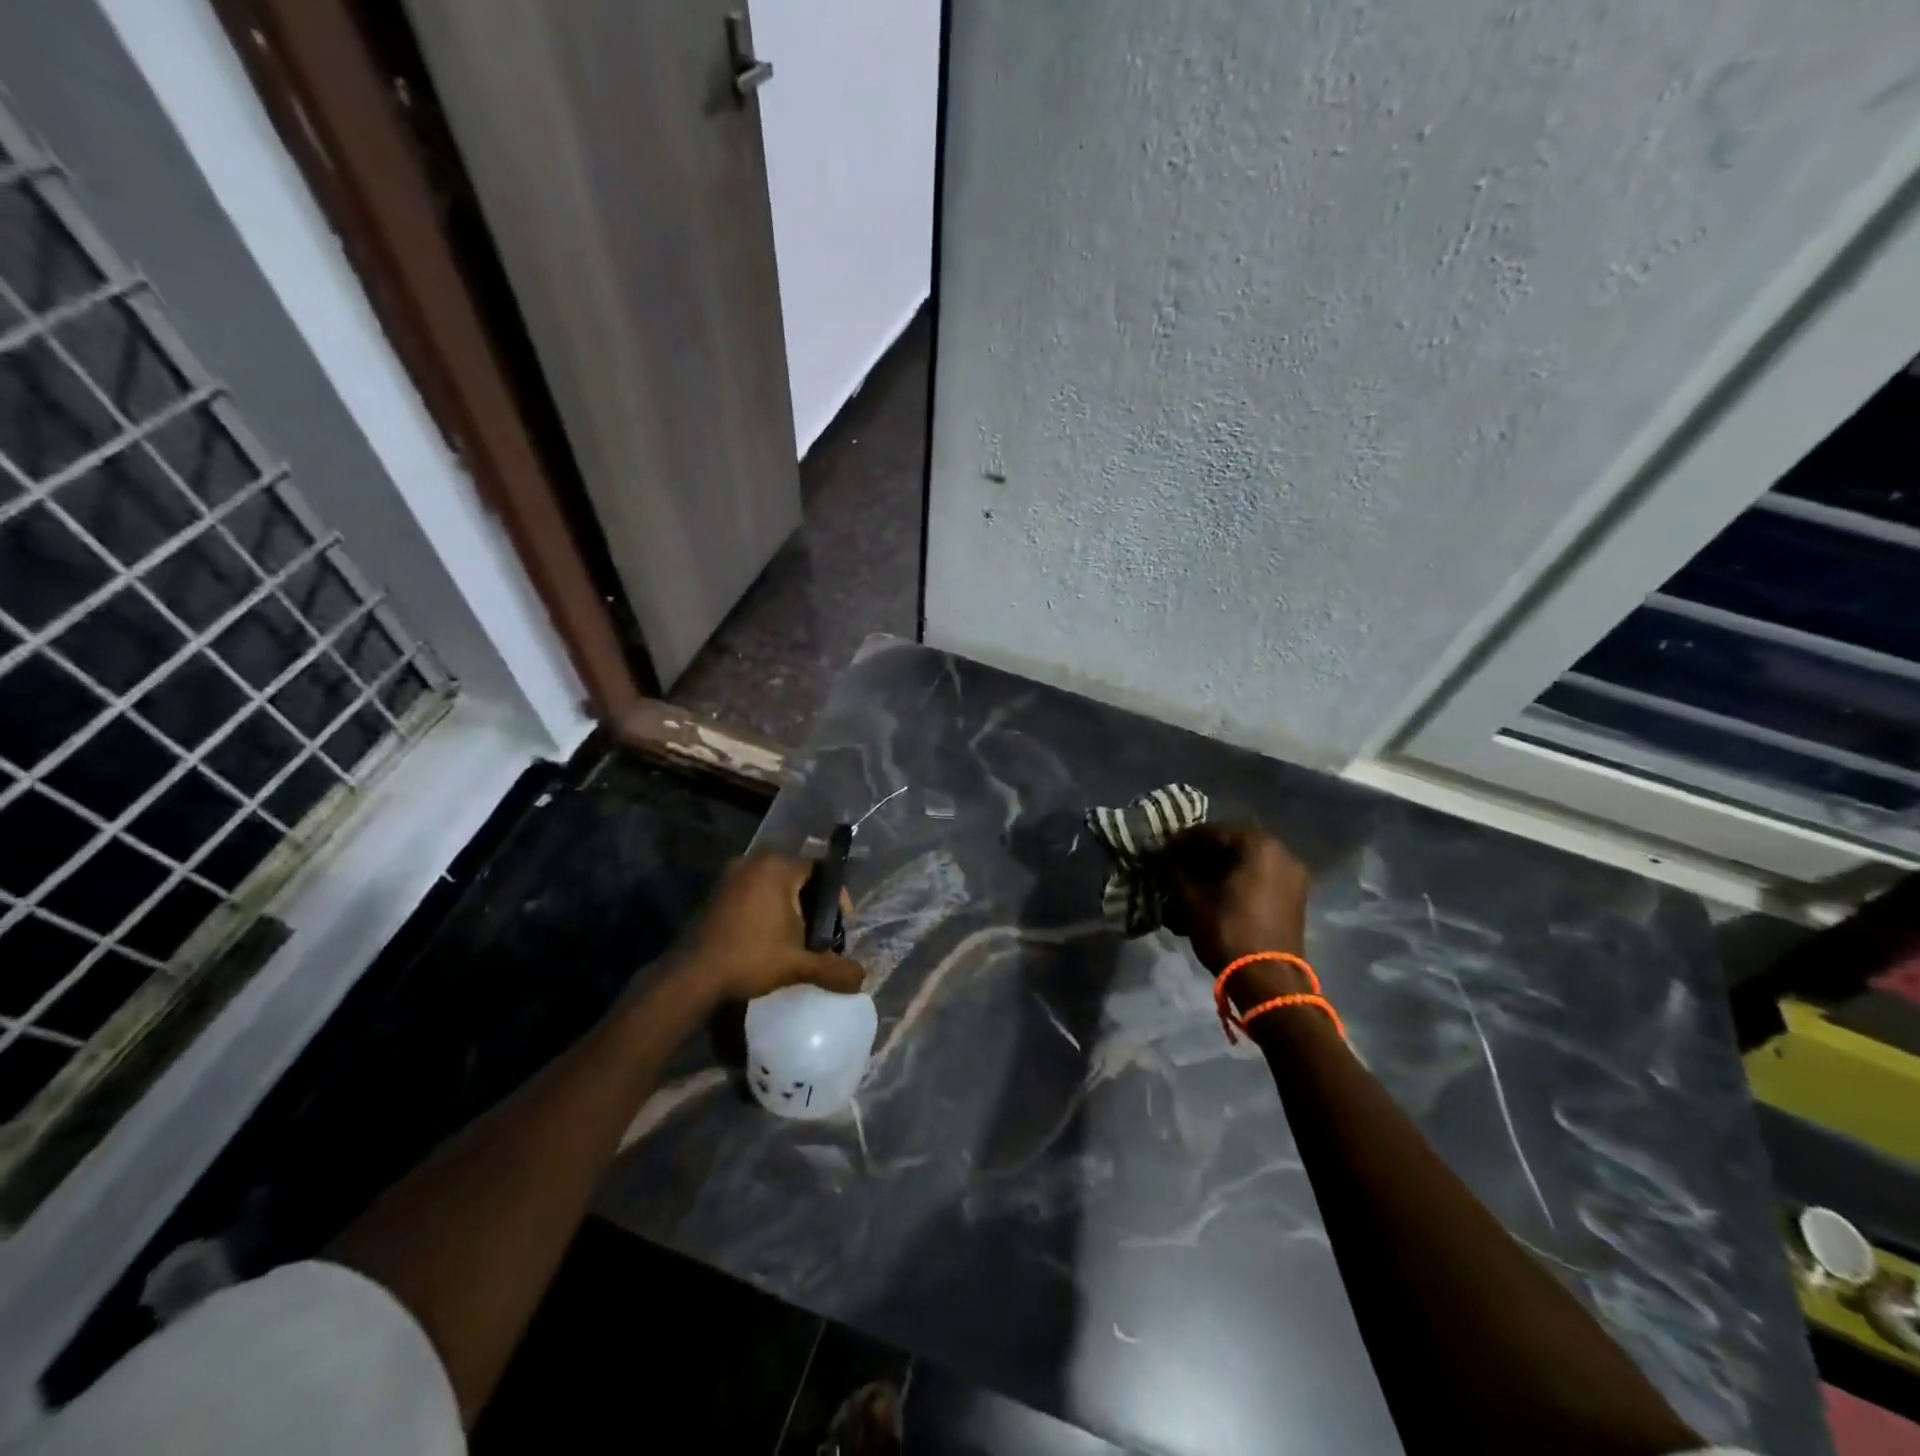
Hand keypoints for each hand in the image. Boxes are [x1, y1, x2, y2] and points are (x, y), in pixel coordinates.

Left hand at [673, 854, 864, 1002]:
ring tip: (797, 941)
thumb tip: (862, 978)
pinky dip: (767, 911)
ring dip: (789, 910)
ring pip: (774, 887)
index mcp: (777, 866)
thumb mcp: (799, 964)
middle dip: (813, 906)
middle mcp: (754, 861)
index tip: (840, 928)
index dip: (836, 900)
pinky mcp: (716, 893)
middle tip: (821, 936)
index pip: (821, 871)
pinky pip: (753, 893)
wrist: (692, 977)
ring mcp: (731, 875)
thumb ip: (835, 968)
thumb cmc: (750, 958)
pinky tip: (769, 940)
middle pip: (798, 878)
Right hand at [1152, 823, 1310, 984]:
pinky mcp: (1293, 897)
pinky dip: (1237, 879)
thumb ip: (1177, 873)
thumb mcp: (1193, 900)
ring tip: (1193, 879)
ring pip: (1247, 860)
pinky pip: (1259, 876)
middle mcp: (1281, 852)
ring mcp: (1291, 875)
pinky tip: (1215, 892)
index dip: (1184, 840)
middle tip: (1177, 862)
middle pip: (1233, 844)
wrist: (1269, 980)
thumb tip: (1166, 861)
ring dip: (1220, 866)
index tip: (1163, 850)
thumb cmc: (1228, 932)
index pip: (1213, 831)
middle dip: (1203, 852)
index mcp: (1259, 846)